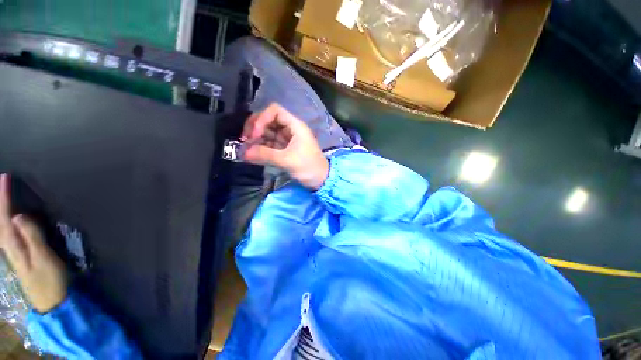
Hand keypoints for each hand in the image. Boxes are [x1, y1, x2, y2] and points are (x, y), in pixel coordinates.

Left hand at [0, 174, 67, 312]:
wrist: (51, 302)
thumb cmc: (50, 279)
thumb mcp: (43, 258)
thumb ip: (32, 237)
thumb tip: (19, 215)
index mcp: (13, 244)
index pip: (4, 217)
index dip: (3, 197)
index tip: (5, 177)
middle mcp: (8, 245)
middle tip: (0, 182)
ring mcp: (13, 251)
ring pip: (0, 227)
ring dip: (0, 211)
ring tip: (1, 197)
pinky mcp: (19, 254)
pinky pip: (5, 232)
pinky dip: (3, 222)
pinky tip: (7, 219)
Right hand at [241, 103, 328, 189]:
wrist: (321, 180)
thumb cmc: (309, 167)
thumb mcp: (288, 160)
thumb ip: (266, 155)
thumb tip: (243, 153)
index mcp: (295, 126)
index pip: (275, 111)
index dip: (262, 119)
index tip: (254, 134)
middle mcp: (290, 129)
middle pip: (269, 120)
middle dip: (255, 128)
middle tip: (245, 140)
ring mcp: (287, 139)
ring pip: (268, 132)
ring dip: (256, 138)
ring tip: (246, 148)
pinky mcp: (285, 149)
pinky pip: (270, 144)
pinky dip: (261, 147)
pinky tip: (253, 153)